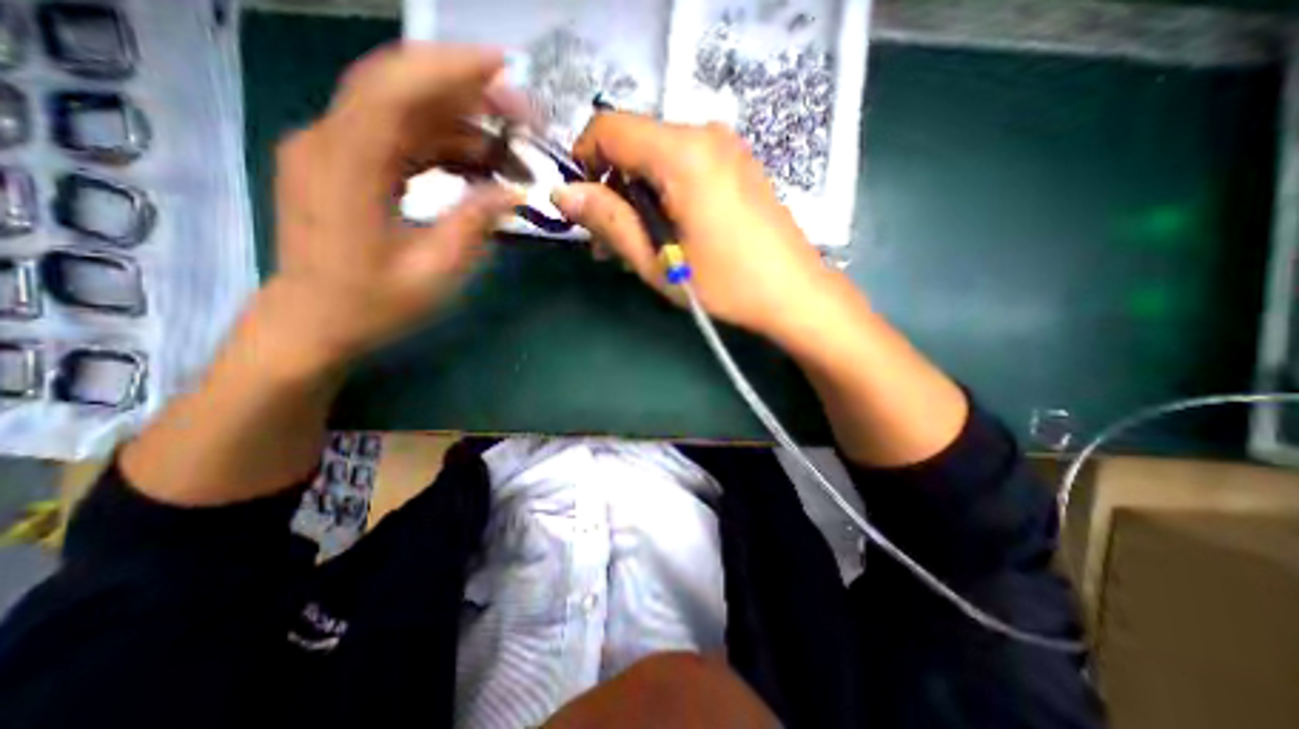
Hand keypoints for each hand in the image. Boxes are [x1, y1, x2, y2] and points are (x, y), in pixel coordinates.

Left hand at [263, 42, 525, 376]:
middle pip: (400, 90)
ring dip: (460, 123)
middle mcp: (330, 142)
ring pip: (403, 113)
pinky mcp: (345, 165)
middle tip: (521, 117)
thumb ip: (473, 224)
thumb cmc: (372, 305)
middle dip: (466, 93)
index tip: (503, 68)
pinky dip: (441, 144)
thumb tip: (513, 192)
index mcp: (347, 166)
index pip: (395, 89)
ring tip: (509, 148)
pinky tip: (477, 164)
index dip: (449, 69)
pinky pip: (398, 138)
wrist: (313, 323)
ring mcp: (334, 150)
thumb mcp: (434, 272)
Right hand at [551, 110, 836, 343]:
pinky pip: (684, 164)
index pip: (608, 128)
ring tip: (638, 243)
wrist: (793, 292)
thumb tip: (562, 192)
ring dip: (637, 194)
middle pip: (634, 142)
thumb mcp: (658, 261)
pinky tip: (669, 230)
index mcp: (682, 154)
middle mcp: (705, 134)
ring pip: (658, 156)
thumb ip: (608, 220)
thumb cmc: (724, 284)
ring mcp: (726, 146)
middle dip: (612, 187)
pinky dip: (664, 192)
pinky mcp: (737, 163)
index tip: (584, 208)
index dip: (584, 162)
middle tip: (610, 241)